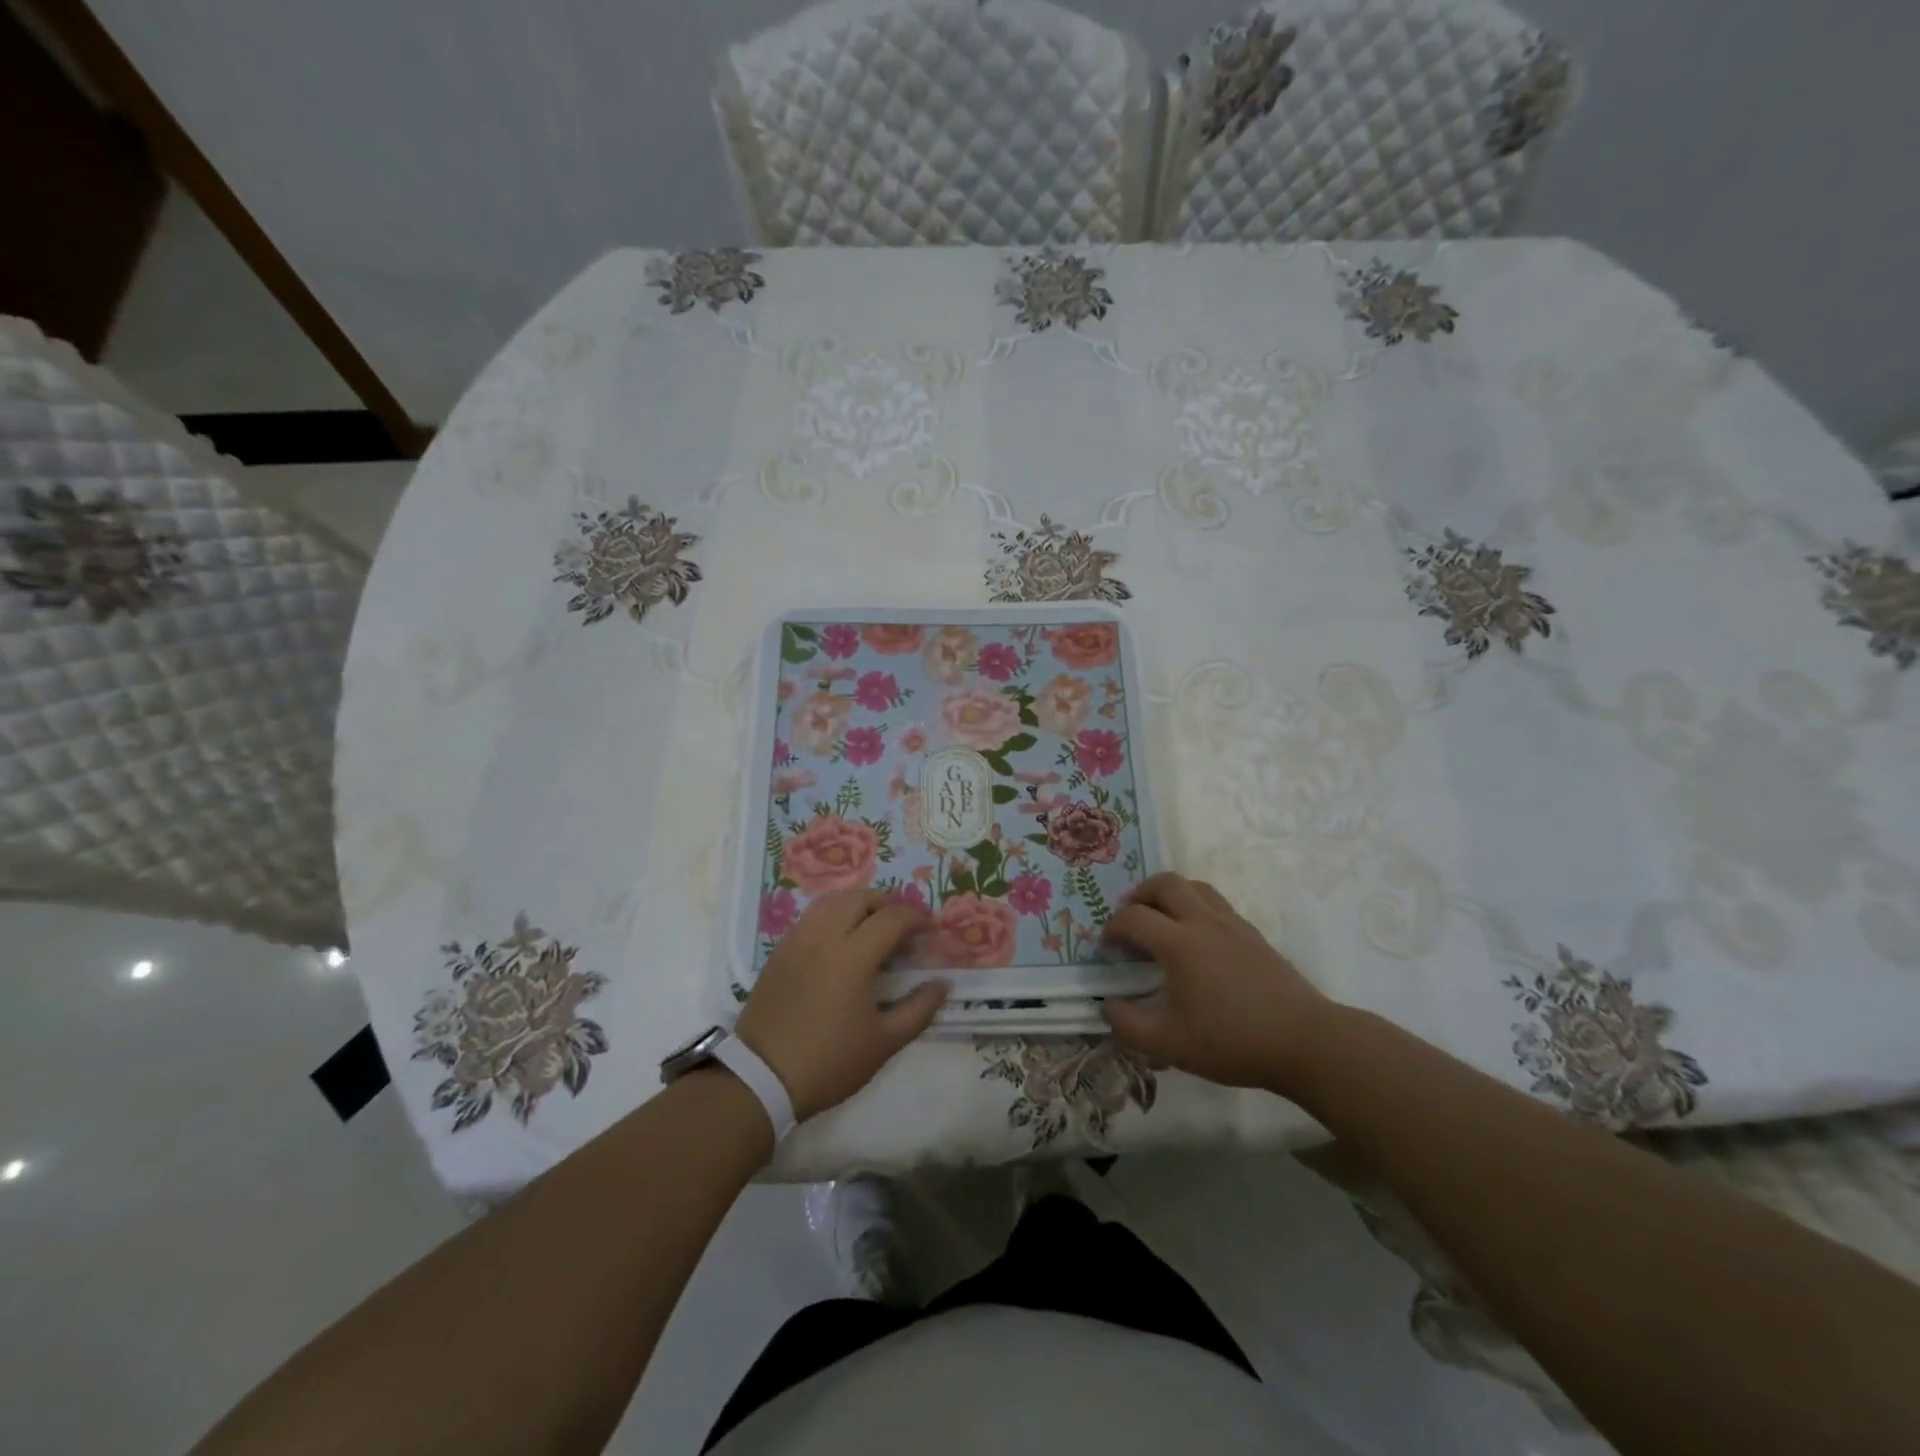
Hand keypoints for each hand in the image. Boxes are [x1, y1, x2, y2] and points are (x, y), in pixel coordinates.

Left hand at [736, 889, 948, 1120]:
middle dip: (888, 904)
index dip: (917, 918)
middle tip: (903, 925)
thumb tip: (942, 983)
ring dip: (859, 904)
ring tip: (873, 926)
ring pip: (832, 902)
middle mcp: (824, 936)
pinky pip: (811, 917)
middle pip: (860, 898)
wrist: (761, 1078)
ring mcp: (797, 940)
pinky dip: (833, 916)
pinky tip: (840, 941)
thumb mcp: (884, 1043)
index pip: (892, 918)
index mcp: (853, 955)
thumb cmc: (829, 1062)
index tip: (930, 931)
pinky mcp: (779, 951)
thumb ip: (919, 1009)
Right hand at [1101, 872, 1332, 1092]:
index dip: (1112, 928)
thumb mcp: (1169, 1045)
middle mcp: (1203, 922)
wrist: (1303, 1041)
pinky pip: (1217, 904)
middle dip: (1140, 894)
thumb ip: (1129, 1026)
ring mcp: (1233, 925)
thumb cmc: (1231, 1041)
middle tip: (1130, 917)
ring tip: (1161, 918)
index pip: (1133, 918)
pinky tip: (1198, 939)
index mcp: (1179, 943)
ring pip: (1195, 887)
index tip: (1107, 949)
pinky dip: (1196, 907)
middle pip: (1165, 883)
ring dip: (1170, 894)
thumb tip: (1108, 1007)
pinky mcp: (1254, 935)